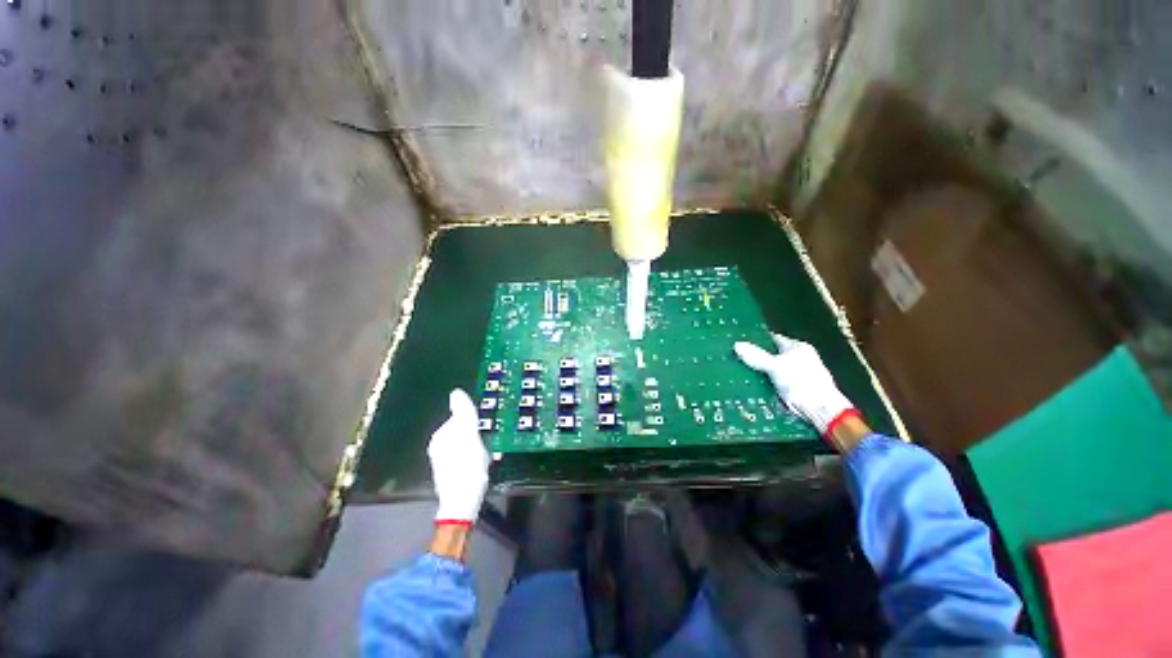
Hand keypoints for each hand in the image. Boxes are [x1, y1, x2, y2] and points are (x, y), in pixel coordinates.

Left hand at [427, 389, 490, 525]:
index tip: (483, 432)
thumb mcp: (469, 434)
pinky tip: (478, 468)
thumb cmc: (468, 467)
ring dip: (476, 448)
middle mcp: (438, 445)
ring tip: (483, 460)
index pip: (462, 418)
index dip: (475, 425)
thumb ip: (463, 412)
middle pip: (464, 431)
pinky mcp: (449, 471)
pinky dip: (473, 459)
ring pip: (466, 444)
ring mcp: (442, 459)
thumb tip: (456, 392)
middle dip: (475, 436)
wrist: (462, 502)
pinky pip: (465, 456)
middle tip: (484, 447)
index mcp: (441, 435)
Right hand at [734, 333, 859, 441]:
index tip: (741, 344)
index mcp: (798, 347)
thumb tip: (737, 345)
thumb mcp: (774, 367)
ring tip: (742, 373)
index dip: (757, 341)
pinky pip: (777, 382)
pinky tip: (755, 387)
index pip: (773, 339)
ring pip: (775, 370)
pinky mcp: (798, 389)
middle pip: (773, 355)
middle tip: (738, 359)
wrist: (821, 410)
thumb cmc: (801, 382)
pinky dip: (767, 384)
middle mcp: (801, 358)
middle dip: (757, 358)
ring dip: (762, 372)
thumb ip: (756, 356)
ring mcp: (800, 374)